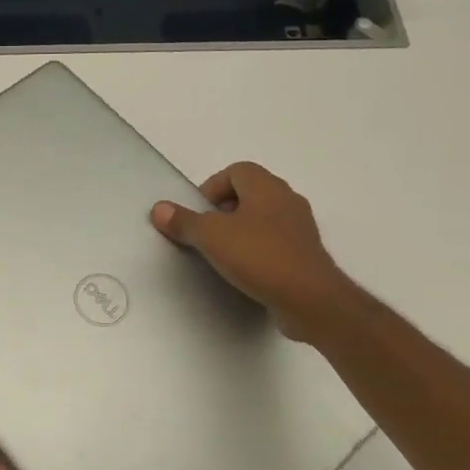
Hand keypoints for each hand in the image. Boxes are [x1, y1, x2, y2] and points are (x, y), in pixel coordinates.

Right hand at [150, 163, 359, 342]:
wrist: (310, 299)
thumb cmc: (259, 256)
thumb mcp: (211, 237)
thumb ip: (183, 221)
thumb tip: (159, 209)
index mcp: (266, 187)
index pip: (236, 171)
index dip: (212, 187)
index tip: (198, 214)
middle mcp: (287, 200)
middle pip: (250, 193)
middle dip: (223, 210)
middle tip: (206, 234)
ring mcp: (300, 228)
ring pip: (263, 219)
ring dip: (241, 231)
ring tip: (222, 254)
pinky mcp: (306, 255)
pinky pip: (275, 243)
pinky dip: (257, 251)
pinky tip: (245, 271)